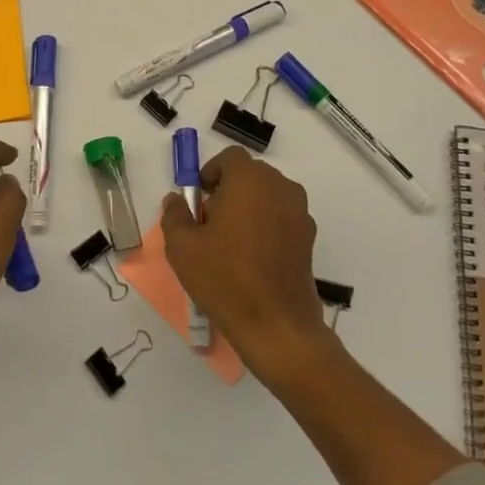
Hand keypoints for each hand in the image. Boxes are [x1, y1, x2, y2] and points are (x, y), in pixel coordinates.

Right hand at [161, 146, 330, 383]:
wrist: (277, 326)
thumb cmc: (225, 278)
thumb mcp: (182, 246)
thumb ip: (174, 214)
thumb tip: (177, 200)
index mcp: (250, 180)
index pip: (230, 158)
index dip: (210, 173)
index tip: (198, 201)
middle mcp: (280, 188)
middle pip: (250, 175)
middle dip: (228, 190)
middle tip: (210, 223)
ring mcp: (300, 213)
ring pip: (267, 196)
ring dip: (248, 208)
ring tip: (230, 244)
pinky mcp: (309, 239)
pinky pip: (281, 218)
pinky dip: (266, 227)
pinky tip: (252, 260)